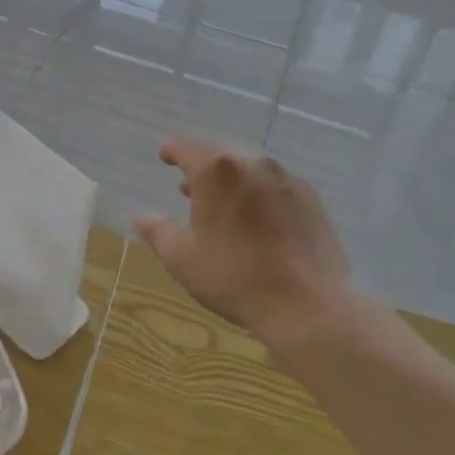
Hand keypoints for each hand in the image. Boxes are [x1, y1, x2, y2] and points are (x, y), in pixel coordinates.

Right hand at [134, 138, 354, 351]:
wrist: (307, 304)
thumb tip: (143, 217)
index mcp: (217, 171)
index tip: (165, 156)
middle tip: (190, 186)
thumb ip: (159, 232)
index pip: (187, 149)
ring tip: (223, 202)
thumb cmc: (235, 278)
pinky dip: (260, 192)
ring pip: (251, 167)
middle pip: (221, 154)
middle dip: (203, 166)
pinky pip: (276, 184)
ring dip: (233, 178)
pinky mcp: (311, 198)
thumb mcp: (182, 259)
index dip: (173, 151)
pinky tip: (259, 216)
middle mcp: (252, 163)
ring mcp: (286, 179)